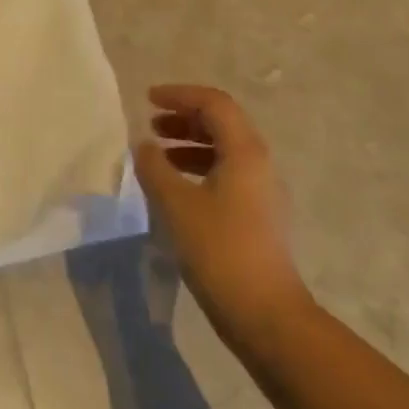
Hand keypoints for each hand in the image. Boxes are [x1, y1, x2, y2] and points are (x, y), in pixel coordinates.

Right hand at [134, 85, 310, 349]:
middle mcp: (259, 164)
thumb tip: (144, 145)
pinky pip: (226, 174)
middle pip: (223, 123)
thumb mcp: (176, 203)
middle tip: (151, 124)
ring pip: (224, 150)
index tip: (148, 99)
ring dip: (190, 143)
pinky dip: (198, 168)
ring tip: (157, 154)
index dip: (180, 95)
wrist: (264, 313)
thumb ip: (155, 167)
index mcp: (245, 152)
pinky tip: (174, 186)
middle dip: (185, 117)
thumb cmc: (219, 249)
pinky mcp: (257, 215)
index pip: (214, 104)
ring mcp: (262, 191)